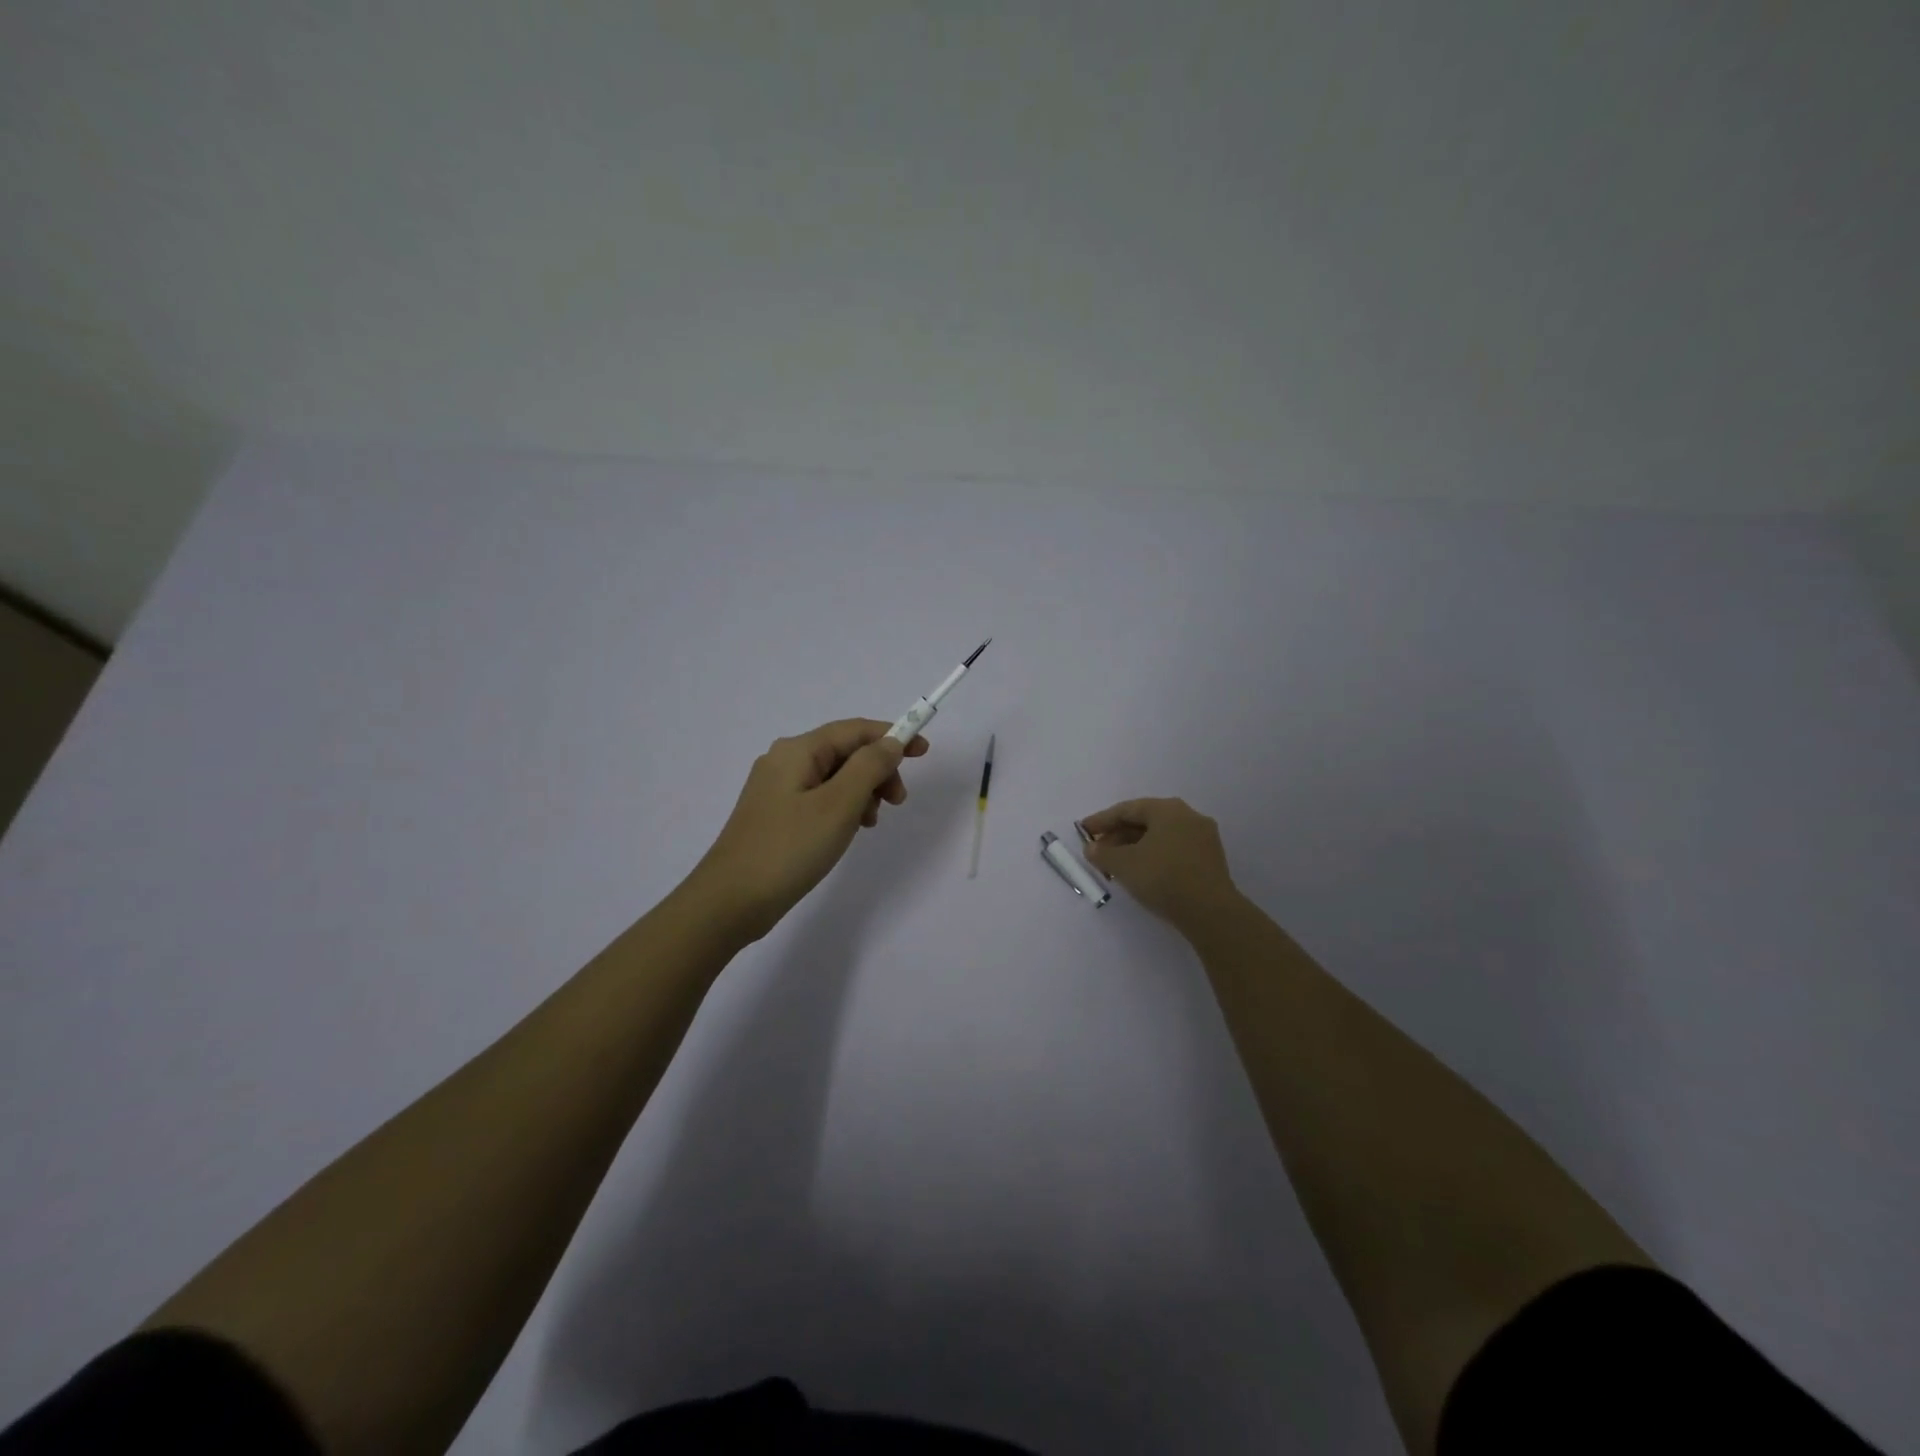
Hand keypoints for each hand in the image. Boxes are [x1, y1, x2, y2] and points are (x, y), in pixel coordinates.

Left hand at [688, 718, 929, 941]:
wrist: (730, 901)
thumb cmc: (789, 848)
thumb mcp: (839, 804)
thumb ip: (869, 767)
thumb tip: (890, 743)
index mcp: (797, 750)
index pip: (854, 729)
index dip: (892, 736)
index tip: (924, 753)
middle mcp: (784, 761)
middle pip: (844, 752)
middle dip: (877, 770)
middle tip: (897, 802)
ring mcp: (776, 789)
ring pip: (834, 777)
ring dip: (862, 791)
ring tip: (871, 823)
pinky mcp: (775, 815)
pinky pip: (820, 798)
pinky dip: (843, 808)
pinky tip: (849, 831)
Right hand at [1079, 797, 1241, 930]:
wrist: (1210, 912)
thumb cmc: (1162, 877)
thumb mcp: (1123, 865)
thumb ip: (1103, 853)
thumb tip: (1092, 848)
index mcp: (1168, 809)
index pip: (1127, 809)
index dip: (1102, 820)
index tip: (1083, 831)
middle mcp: (1188, 816)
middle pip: (1145, 821)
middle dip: (1119, 835)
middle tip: (1099, 851)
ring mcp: (1203, 838)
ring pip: (1160, 837)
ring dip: (1135, 848)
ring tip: (1116, 865)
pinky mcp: (1210, 860)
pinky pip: (1174, 850)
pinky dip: (1154, 856)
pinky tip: (1142, 873)